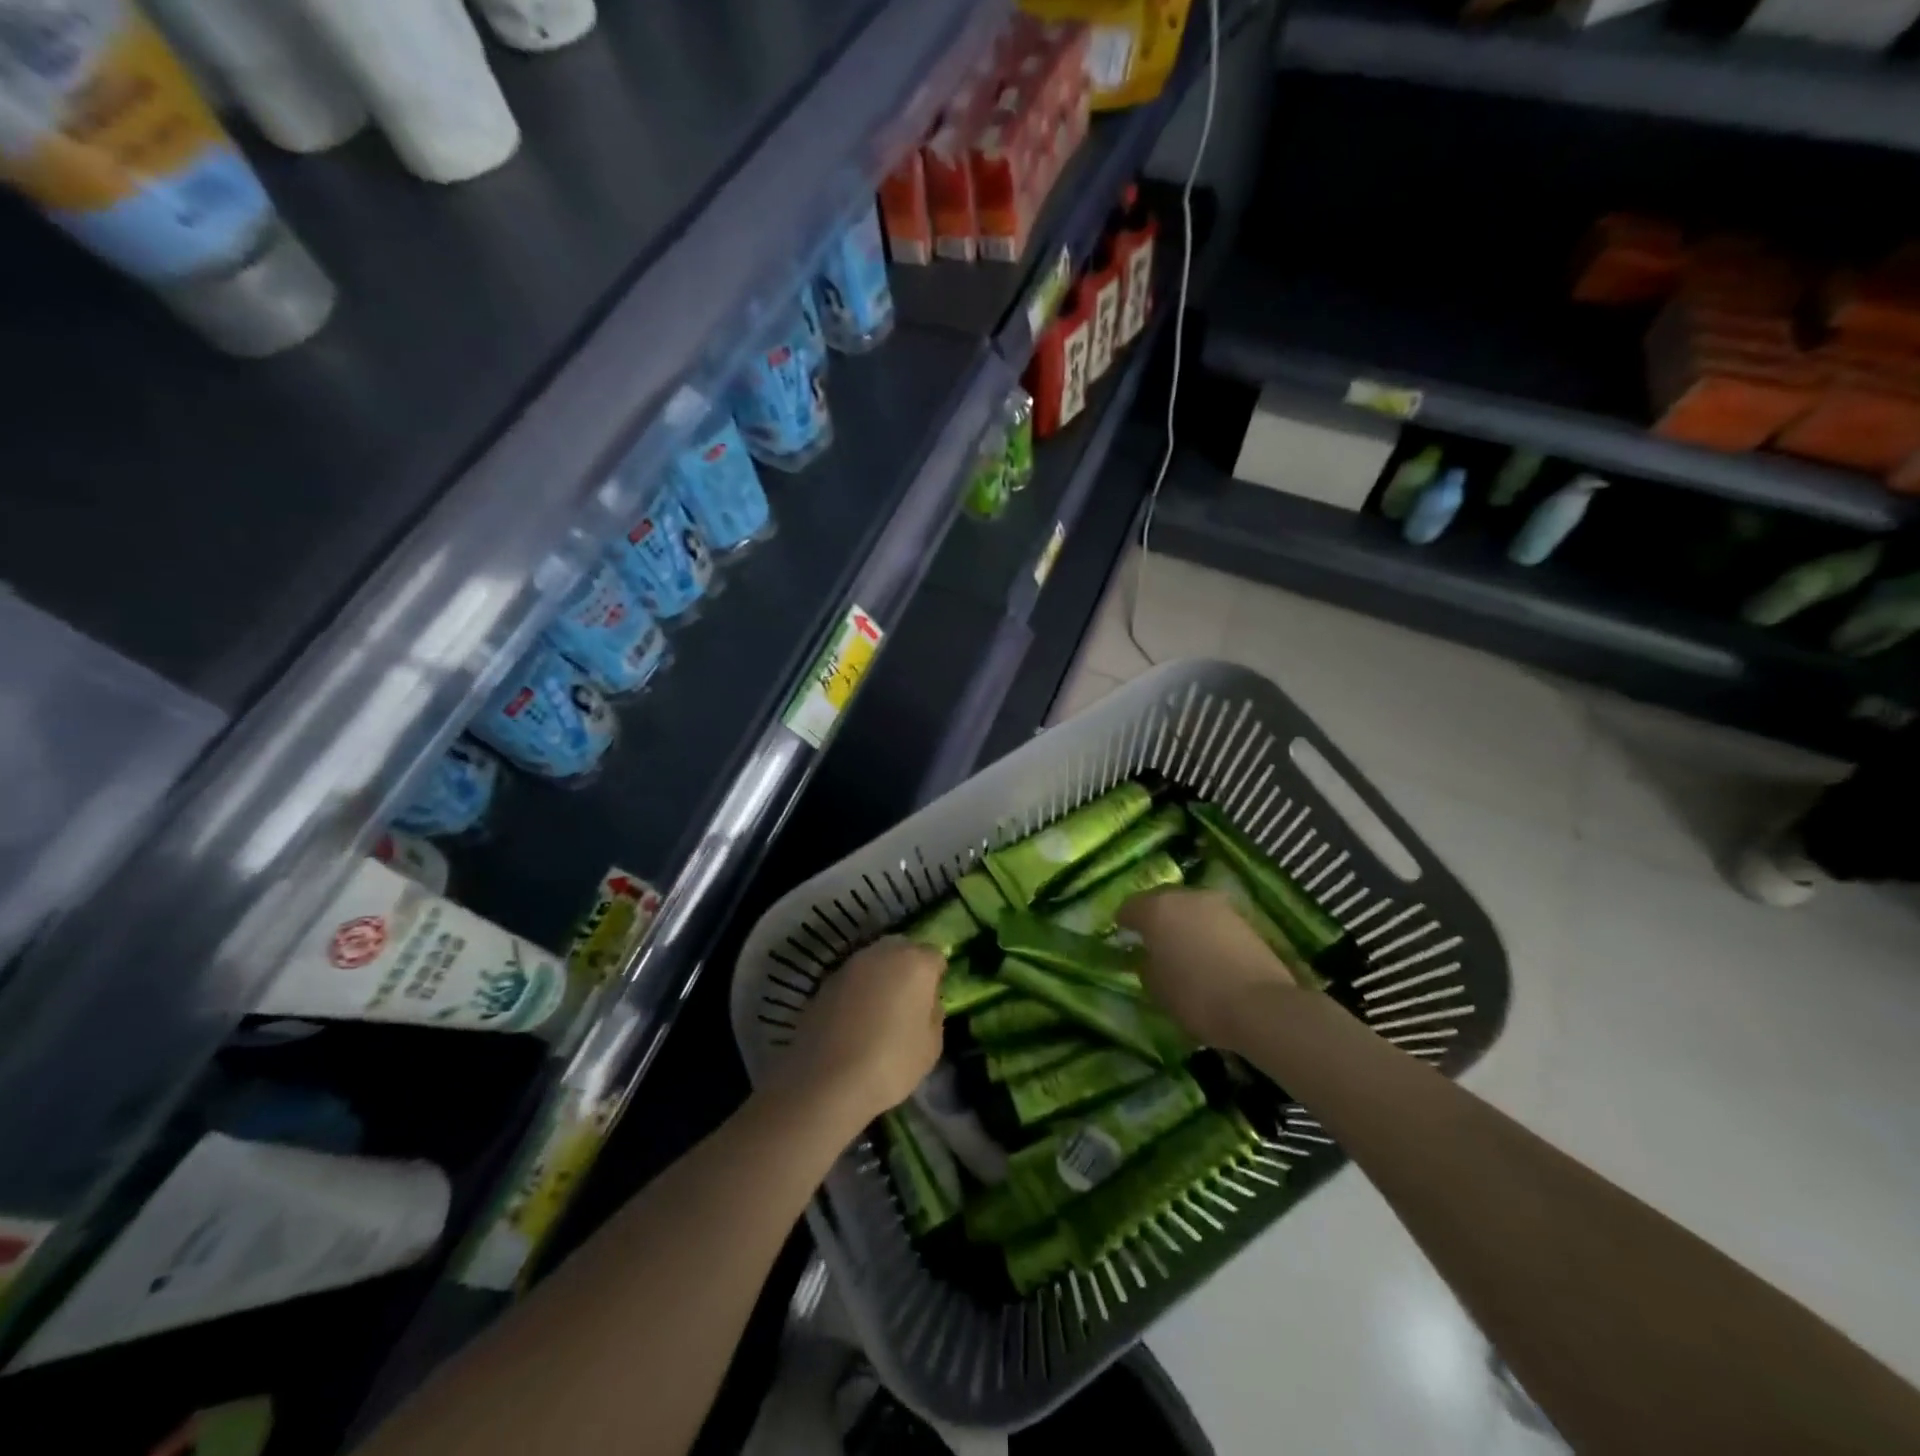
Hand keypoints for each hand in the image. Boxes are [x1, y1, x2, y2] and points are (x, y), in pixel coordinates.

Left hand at [774, 936, 943, 1125]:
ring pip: (873, 962)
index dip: (936, 976)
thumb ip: (933, 1014)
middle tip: (907, 1000)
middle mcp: (882, 953)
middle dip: (907, 968)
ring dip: (880, 978)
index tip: (931, 1000)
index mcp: (915, 963)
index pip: (935, 956)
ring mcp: (849, 965)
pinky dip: (856, 993)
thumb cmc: (890, 1063)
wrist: (825, 1081)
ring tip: (879, 1011)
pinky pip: (851, 980)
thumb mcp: (931, 1047)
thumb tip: (926, 1003)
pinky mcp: (824, 983)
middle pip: (902, 949)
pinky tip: (854, 1021)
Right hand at [1119, 888, 1298, 1051]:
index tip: (1123, 939)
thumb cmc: (1195, 996)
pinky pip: (1213, 921)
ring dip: (1183, 923)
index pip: (1129, 907)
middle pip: (1161, 901)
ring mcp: (1218, 905)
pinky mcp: (1244, 919)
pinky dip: (1206, 932)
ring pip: (1190, 909)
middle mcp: (1186, 896)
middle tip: (1152, 941)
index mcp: (1156, 908)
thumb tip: (1145, 954)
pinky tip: (1207, 954)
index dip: (1124, 923)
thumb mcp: (1155, 986)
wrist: (1260, 1006)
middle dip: (1155, 918)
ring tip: (1182, 949)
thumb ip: (1144, 963)